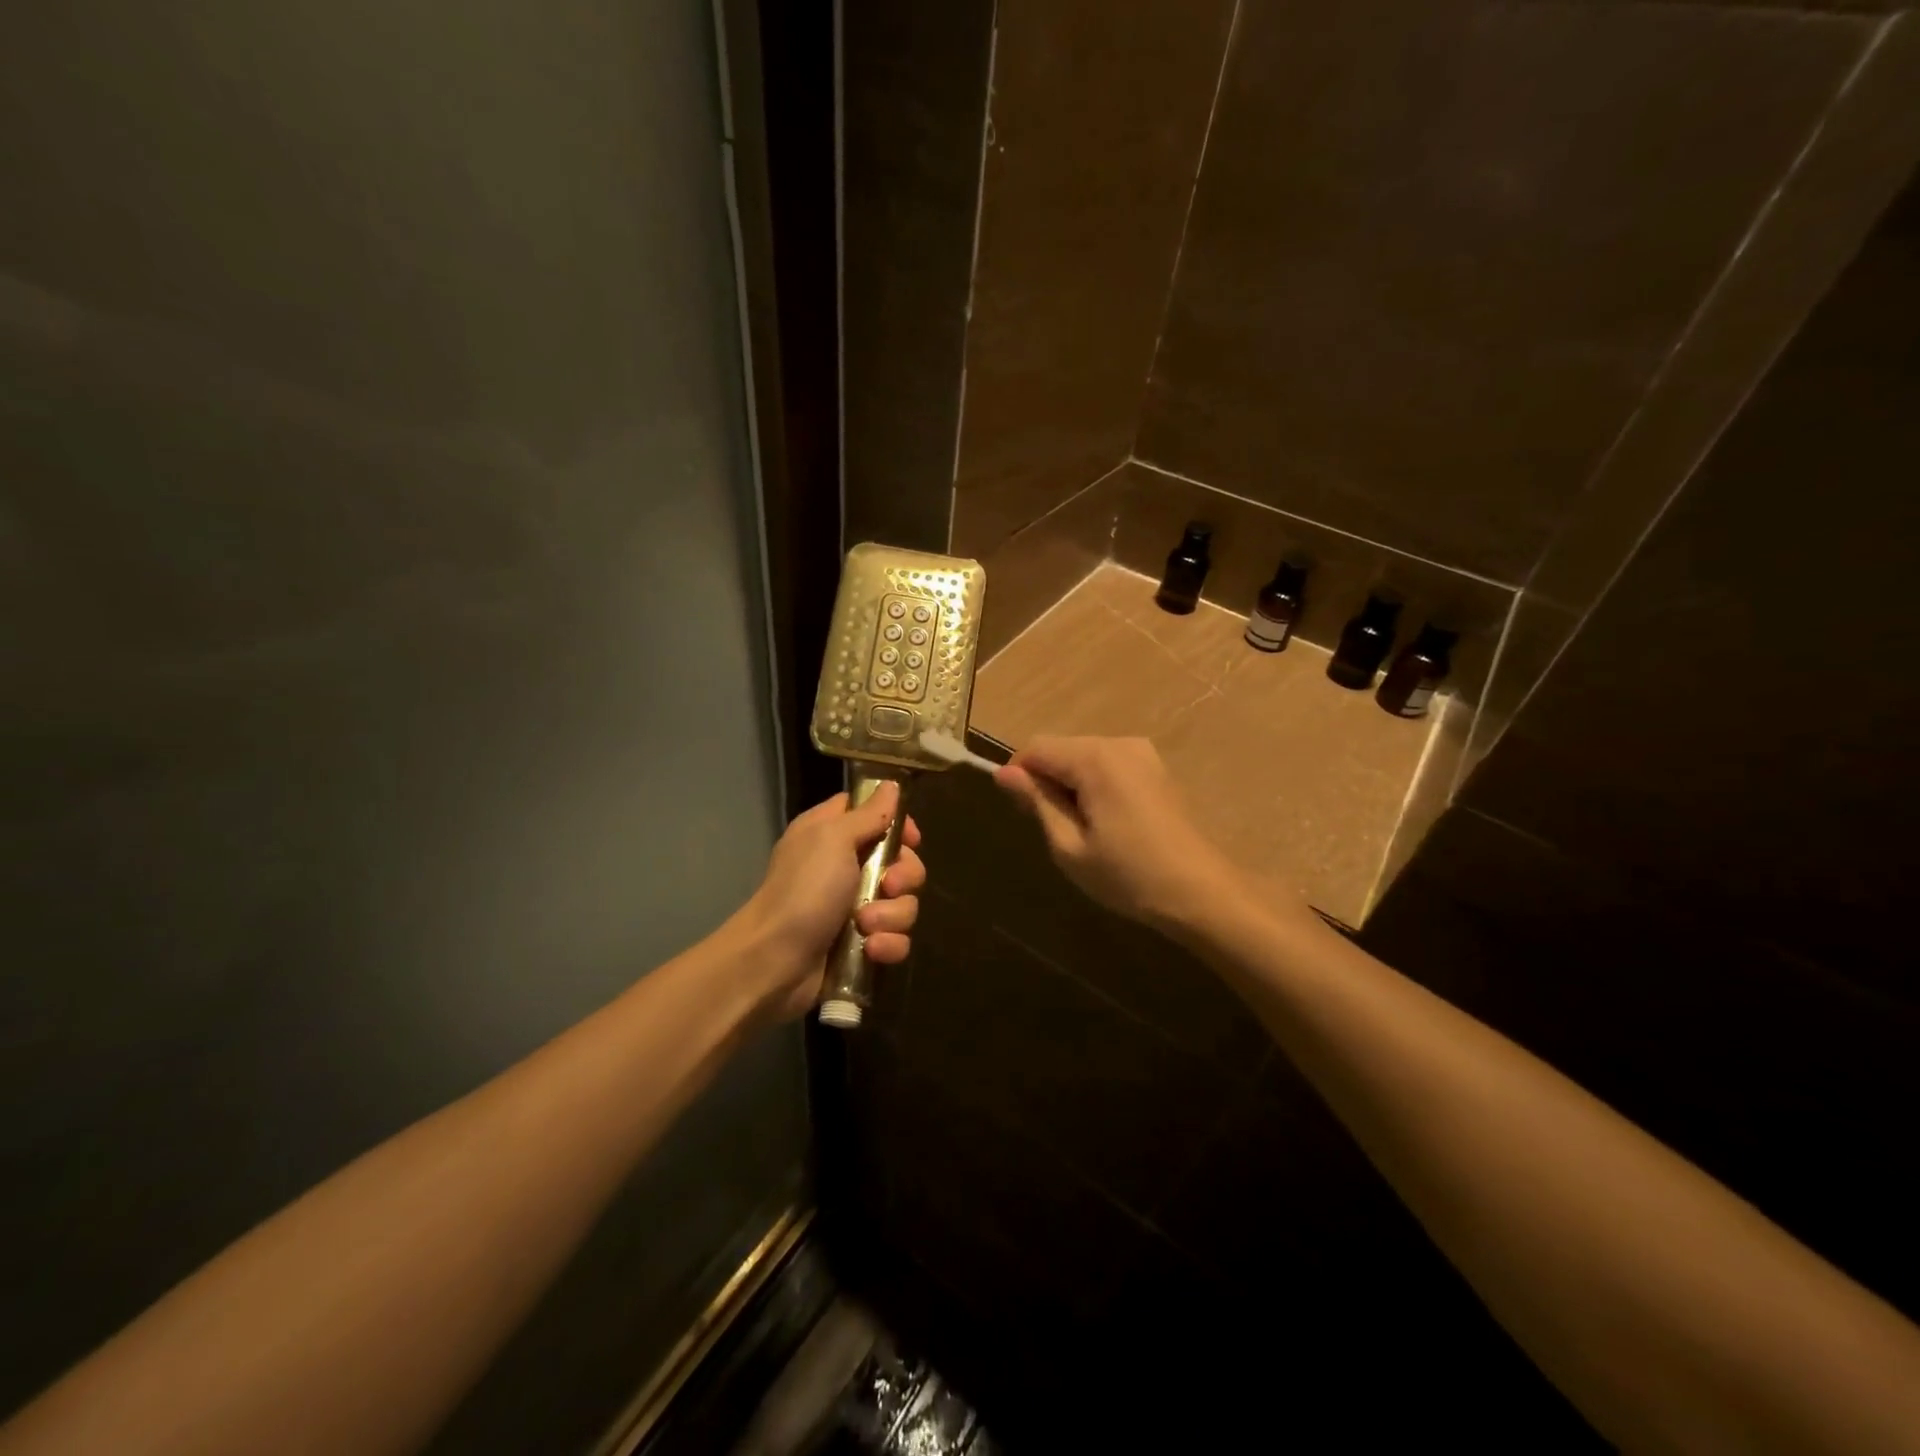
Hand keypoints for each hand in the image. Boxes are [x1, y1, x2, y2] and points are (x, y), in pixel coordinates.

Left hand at [736, 783, 924, 1019]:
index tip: (911, 838)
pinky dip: (888, 944)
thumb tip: (891, 785)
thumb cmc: (802, 890)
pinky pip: (896, 938)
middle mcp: (845, 866)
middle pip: (900, 861)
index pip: (874, 814)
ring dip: (892, 915)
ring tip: (866, 925)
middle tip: (887, 886)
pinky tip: (871, 949)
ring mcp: (855, 908)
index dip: (898, 824)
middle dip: (903, 876)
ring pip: (903, 902)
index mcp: (831, 834)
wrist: (774, 961)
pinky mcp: (862, 944)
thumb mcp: (833, 839)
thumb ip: (868, 813)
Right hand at [995, 736, 1238, 932]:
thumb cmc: (1127, 875)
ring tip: (1081, 830)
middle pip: (1061, 748)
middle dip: (1047, 780)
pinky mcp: (1156, 768)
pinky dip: (1095, 785)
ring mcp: (1143, 753)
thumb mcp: (1069, 845)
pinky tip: (1107, 823)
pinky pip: (1108, 765)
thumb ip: (1037, 801)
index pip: (1036, 747)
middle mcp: (1119, 743)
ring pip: (1084, 756)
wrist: (1200, 892)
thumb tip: (1003, 773)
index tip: (1021, 812)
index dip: (1018, 774)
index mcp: (1095, 758)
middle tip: (1052, 829)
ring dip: (1071, 784)